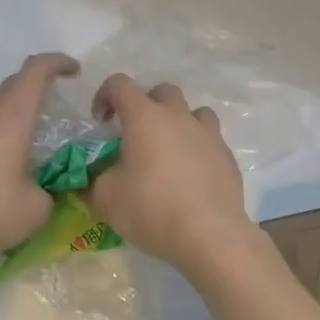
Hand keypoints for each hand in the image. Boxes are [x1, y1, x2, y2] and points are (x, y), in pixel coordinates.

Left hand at [0, 52, 80, 265]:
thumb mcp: (35, 210)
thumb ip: (49, 191)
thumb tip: (44, 191)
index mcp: (12, 117)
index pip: (36, 69)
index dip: (57, 62)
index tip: (74, 71)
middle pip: (15, 82)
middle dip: (39, 85)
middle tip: (56, 105)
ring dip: (15, 107)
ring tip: (30, 135)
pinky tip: (1, 157)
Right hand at [87, 74, 247, 268]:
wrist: (209, 235)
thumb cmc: (151, 209)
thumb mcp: (106, 198)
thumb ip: (94, 181)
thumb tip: (92, 178)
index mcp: (144, 118)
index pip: (120, 84)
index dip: (105, 95)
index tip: (101, 122)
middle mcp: (178, 117)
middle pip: (162, 91)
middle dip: (146, 104)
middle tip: (137, 133)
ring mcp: (208, 135)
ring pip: (195, 112)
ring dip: (179, 122)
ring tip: (170, 150)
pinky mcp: (228, 157)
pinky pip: (211, 141)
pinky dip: (198, 149)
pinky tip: (191, 176)